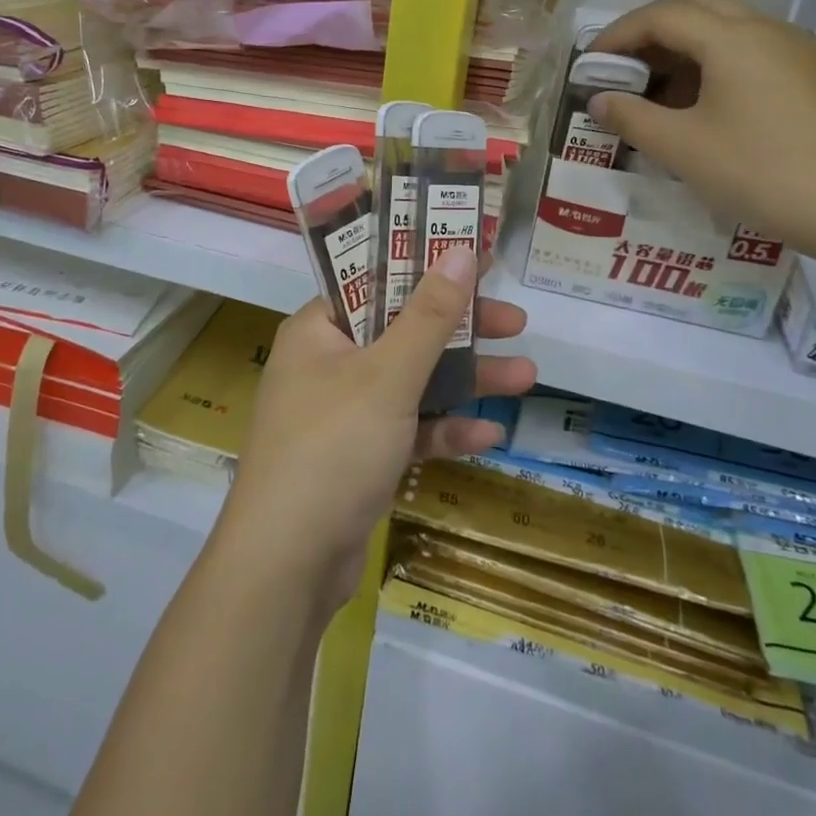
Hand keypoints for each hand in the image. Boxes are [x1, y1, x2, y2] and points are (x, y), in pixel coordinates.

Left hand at [216, 247, 536, 612]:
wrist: (288, 564)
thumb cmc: (333, 447)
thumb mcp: (388, 374)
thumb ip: (429, 315)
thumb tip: (460, 251)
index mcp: (319, 329)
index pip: (376, 281)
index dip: (426, 266)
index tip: (477, 259)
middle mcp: (328, 363)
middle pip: (402, 330)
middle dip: (460, 329)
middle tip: (515, 321)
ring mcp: (344, 413)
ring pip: (412, 382)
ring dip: (465, 380)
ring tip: (527, 376)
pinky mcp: (359, 457)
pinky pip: (408, 430)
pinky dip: (444, 429)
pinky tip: (490, 433)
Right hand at [590, 0, 815, 260]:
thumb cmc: (763, 173)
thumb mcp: (683, 149)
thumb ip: (632, 118)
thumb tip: (598, 100)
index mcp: (732, 38)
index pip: (660, 15)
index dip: (617, 35)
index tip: (589, 65)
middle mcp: (766, 30)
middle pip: (697, 9)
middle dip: (652, 35)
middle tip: (626, 74)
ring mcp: (797, 52)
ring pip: (728, 29)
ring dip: (685, 51)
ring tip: (660, 97)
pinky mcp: (814, 77)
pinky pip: (752, 53)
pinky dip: (716, 65)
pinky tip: (707, 110)